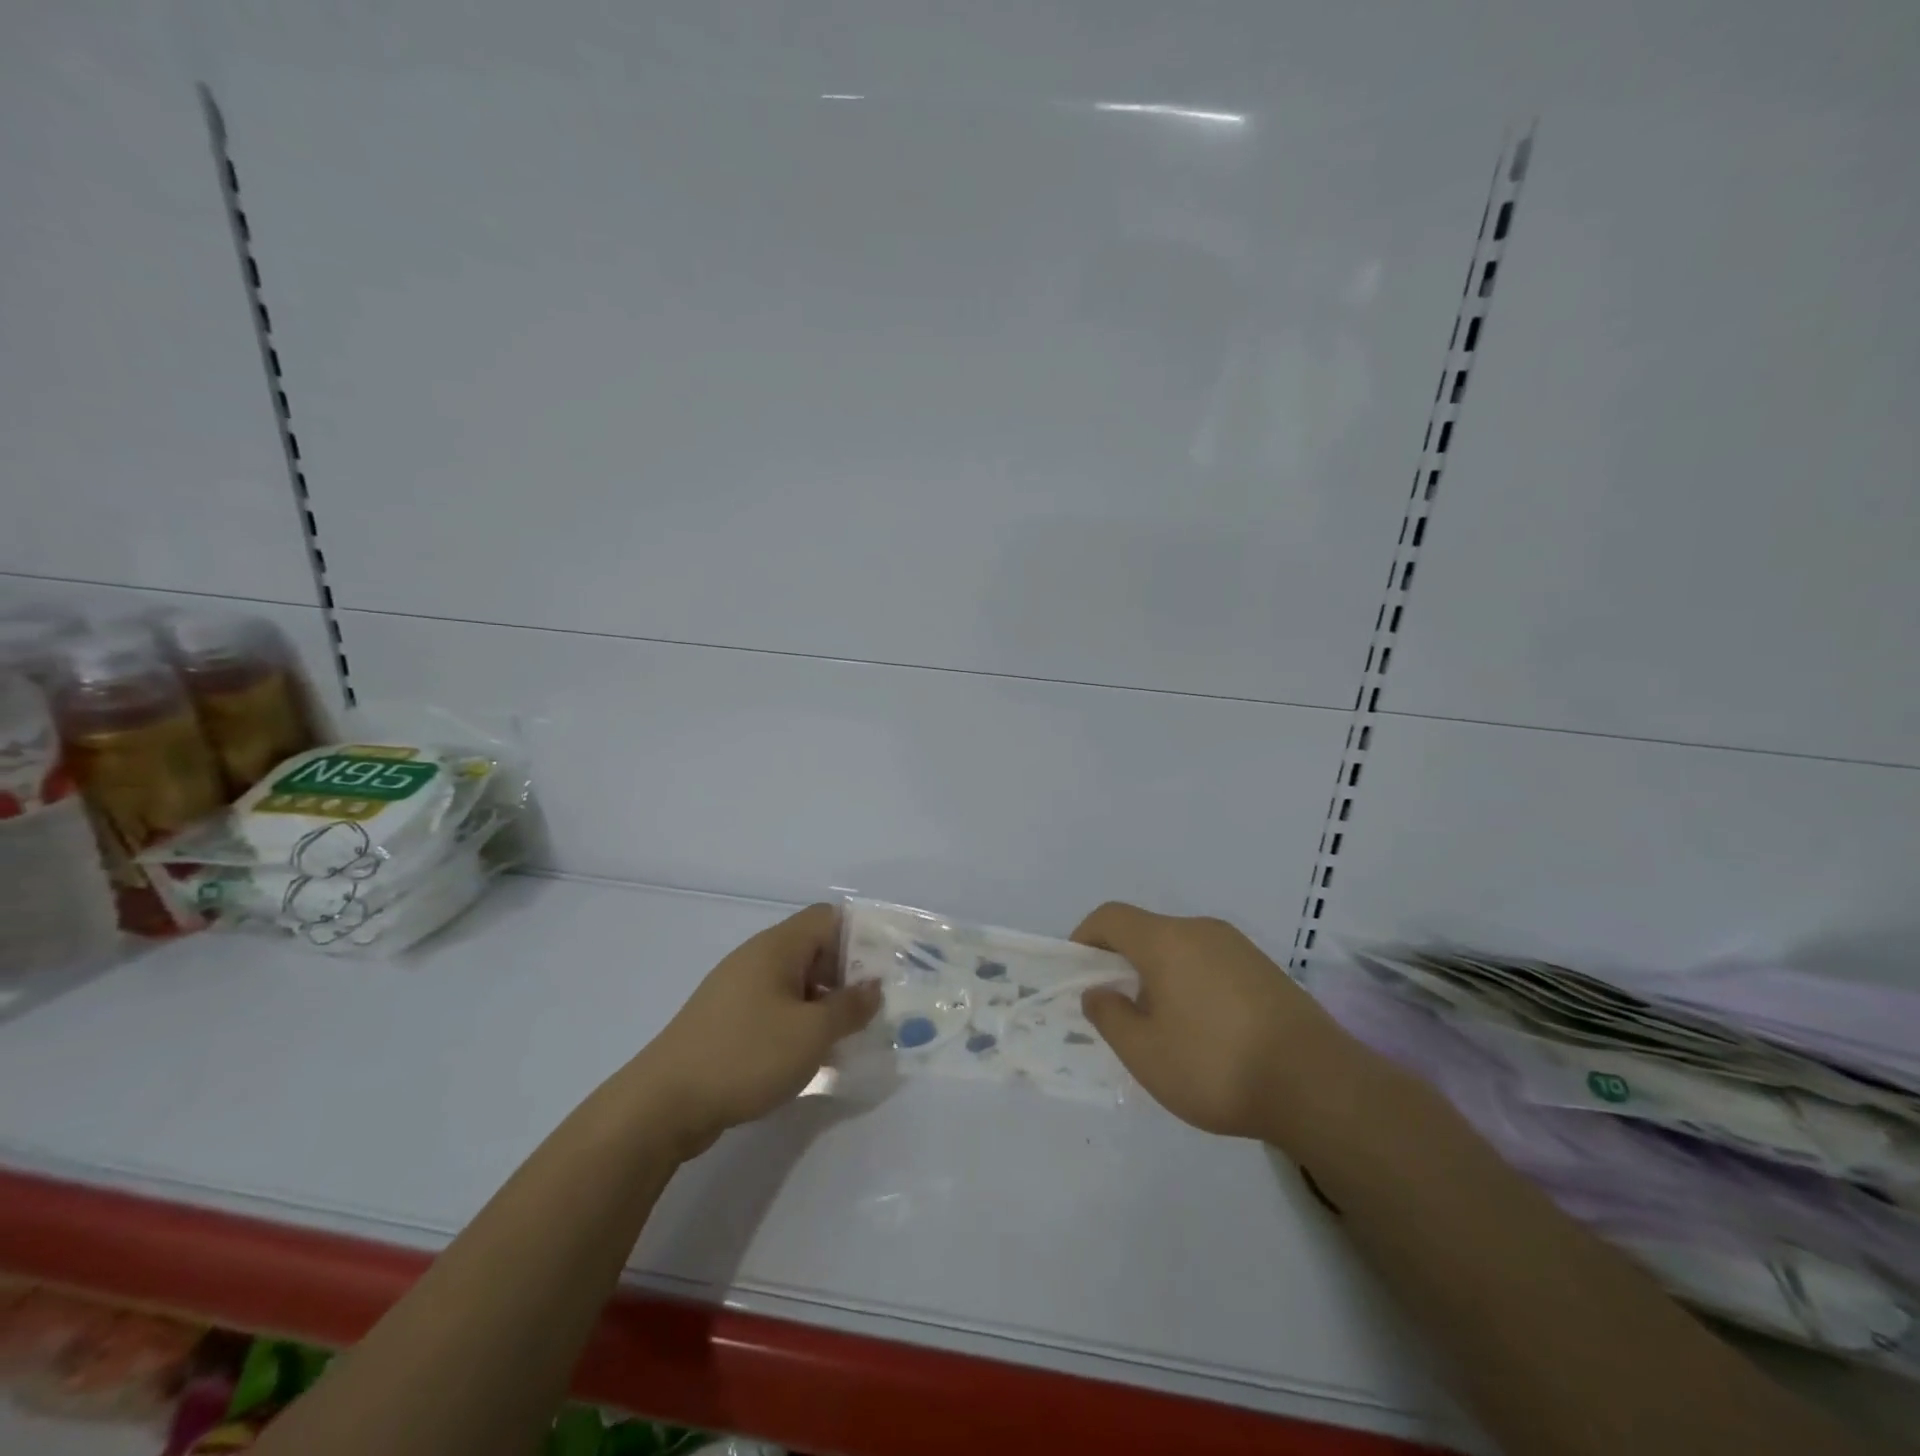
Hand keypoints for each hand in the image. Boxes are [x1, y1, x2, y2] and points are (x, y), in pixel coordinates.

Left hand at [634, 904, 880, 1158]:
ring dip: (828, 1003)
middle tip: (879, 1006)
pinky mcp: (729, 1021)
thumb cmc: (745, 1055)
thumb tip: (874, 987)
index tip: (889, 966)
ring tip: (855, 1034)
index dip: (862, 936)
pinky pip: (778, 1008)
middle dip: (850, 974)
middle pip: (816, 949)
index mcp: (777, 947)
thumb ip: (850, 1007)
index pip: (829, 918)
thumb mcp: (811, 1033)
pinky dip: (802, 1022)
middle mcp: (758, 959)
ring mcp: (740, 990)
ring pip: (798, 983)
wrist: (663, 1105)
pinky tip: (816, 1055)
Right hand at [1073, 902, 1374, 1148]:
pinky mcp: (1266, 970)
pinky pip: (1211, 964)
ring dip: (1159, 975)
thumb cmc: (1216, 1066)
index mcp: (1167, 940)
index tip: (1077, 972)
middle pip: (1147, 931)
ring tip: (1161, 1026)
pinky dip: (1191, 983)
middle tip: (1117, 1009)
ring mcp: (1238, 948)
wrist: (1320, 1086)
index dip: (1085, 937)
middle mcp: (1202, 930)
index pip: (1111, 917)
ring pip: (1180, 949)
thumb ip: (1110, 1016)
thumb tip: (1098, 992)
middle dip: (1122, 962)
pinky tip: (1204, 1031)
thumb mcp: (1145, 1053)